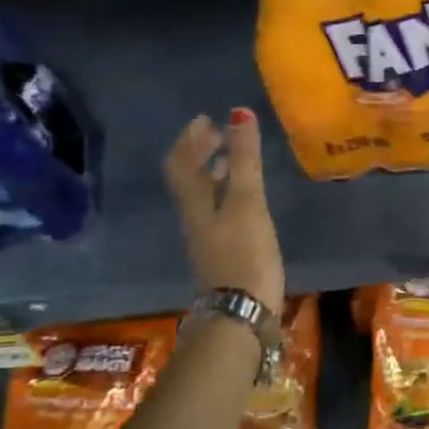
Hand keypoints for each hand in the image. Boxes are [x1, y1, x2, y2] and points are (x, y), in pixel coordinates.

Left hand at [164, 107, 285, 313]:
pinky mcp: (224, 254)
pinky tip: (247, 200)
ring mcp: (209, 239)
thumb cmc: (245, 254)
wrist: (241, 314)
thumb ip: (245, 160)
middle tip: (220, 134)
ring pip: (204, 197)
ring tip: (235, 160)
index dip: (190, 139)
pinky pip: (219, 213)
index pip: (181, 163)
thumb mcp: (247, 202)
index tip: (206, 119)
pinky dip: (228, 195)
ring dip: (216, 174)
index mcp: (195, 204)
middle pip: (190, 180)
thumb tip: (239, 114)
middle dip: (201, 154)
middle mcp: (196, 219)